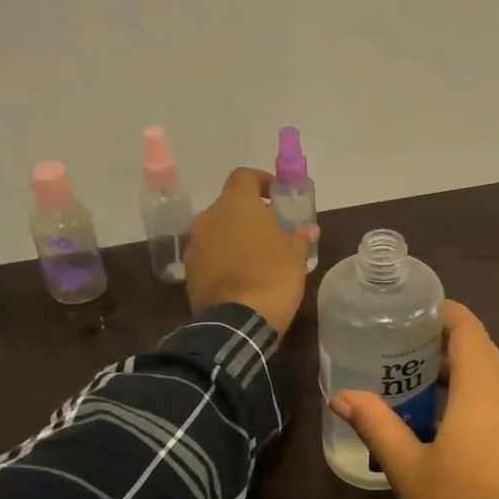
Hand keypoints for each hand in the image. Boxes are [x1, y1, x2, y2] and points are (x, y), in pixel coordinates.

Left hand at [185, 167, 315, 335]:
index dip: (261, 181)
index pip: (244, 176)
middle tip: (270, 231)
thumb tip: (309, 229)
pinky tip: (240, 277)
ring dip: (233, 238)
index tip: (276, 195)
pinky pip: (209, 255)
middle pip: (228, 206)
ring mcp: (195, 245)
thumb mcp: (296, 258)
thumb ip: (300, 238)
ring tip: (255, 257)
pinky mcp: (189, 271)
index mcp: (236, 205)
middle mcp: (209, 217)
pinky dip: (222, 259)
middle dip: (248, 215)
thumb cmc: (273, 278)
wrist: (237, 321)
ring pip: (216, 231)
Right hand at [331, 301, 498, 498]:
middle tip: (400, 346)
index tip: (408, 313)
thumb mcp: (407, 468)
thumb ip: (376, 425)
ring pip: (493, 375)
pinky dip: (475, 393)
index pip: (468, 328)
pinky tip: (445, 417)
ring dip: (460, 369)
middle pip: (481, 348)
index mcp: (482, 389)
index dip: (442, 312)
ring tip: (416, 379)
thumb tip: (341, 396)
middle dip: (444, 341)